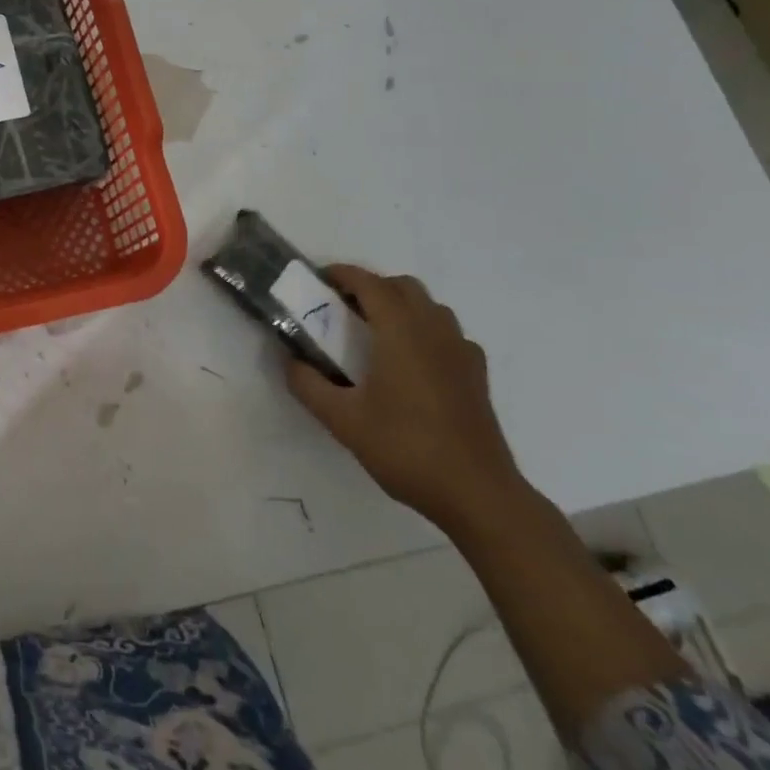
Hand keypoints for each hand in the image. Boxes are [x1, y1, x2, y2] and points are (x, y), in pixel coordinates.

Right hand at [286, 266, 523, 529]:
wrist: (478, 495)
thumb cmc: (406, 448)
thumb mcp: (343, 420)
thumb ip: (308, 385)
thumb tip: (290, 361)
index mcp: (401, 332)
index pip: (371, 284)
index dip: (343, 275)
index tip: (319, 280)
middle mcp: (434, 331)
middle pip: (403, 287)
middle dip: (371, 288)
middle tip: (342, 309)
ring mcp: (461, 352)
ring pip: (429, 307)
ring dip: (400, 306)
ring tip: (374, 334)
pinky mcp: (476, 375)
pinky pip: (447, 334)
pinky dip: (424, 331)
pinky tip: (411, 363)